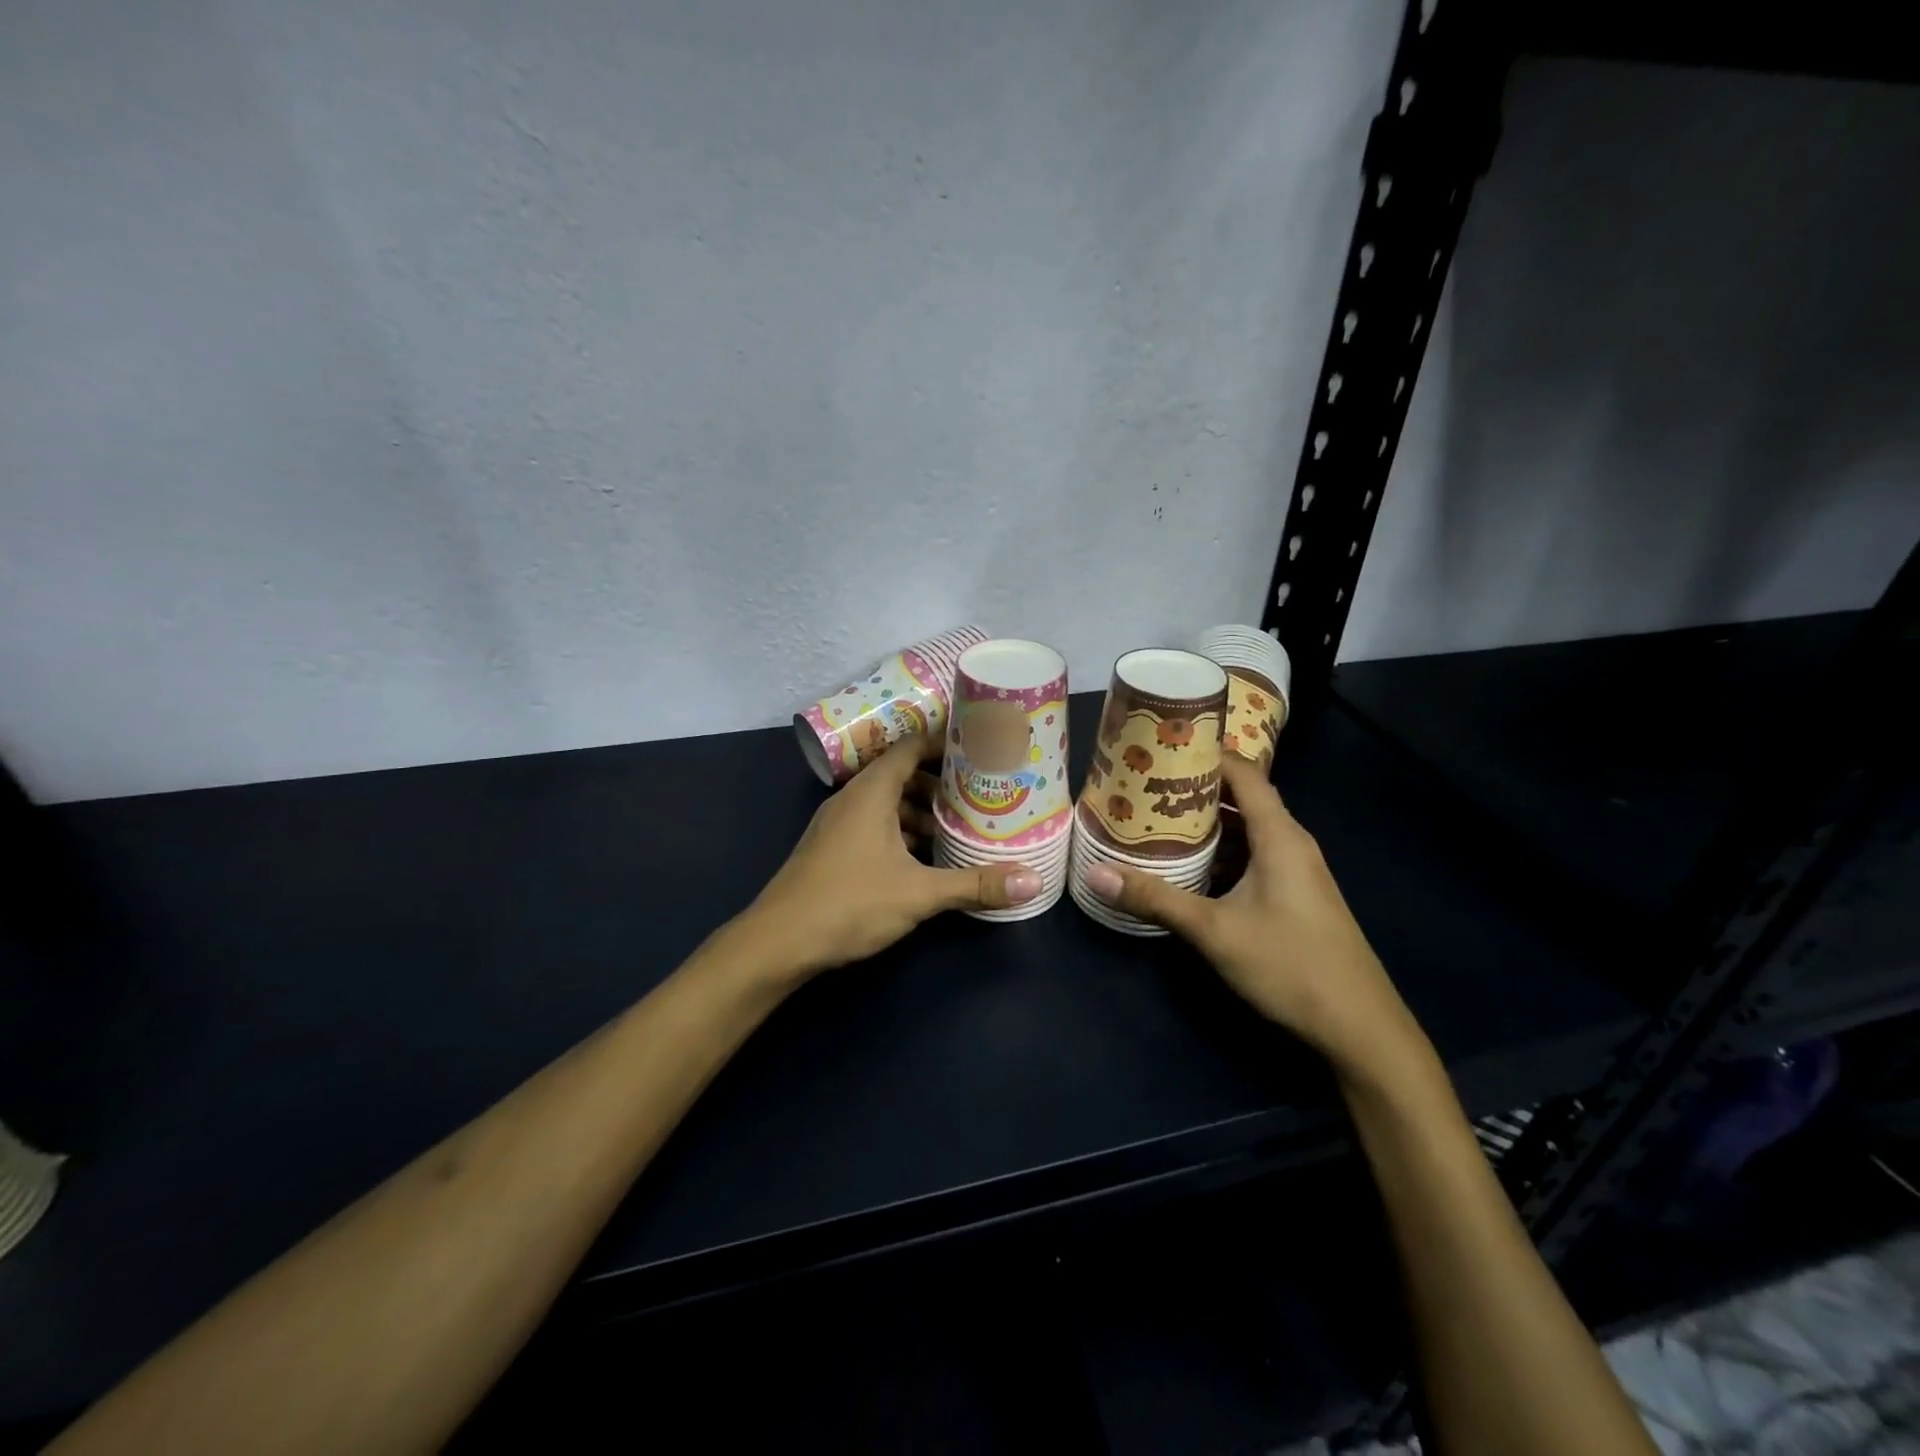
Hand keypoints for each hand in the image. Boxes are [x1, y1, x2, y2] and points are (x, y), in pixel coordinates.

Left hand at [741, 736, 1040, 979]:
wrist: (777, 943)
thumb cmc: (849, 903)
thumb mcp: (919, 894)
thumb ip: (975, 885)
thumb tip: (1032, 881)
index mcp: (870, 792)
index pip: (911, 747)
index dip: (944, 743)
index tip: (979, 748)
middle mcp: (851, 799)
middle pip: (901, 775)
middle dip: (939, 782)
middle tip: (978, 792)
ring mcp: (837, 825)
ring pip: (886, 804)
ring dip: (919, 812)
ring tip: (957, 827)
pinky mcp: (832, 849)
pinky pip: (872, 826)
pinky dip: (900, 832)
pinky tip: (922, 858)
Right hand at [1083, 756, 1421, 1073]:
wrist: (1361, 1028)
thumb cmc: (1291, 966)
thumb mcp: (1214, 931)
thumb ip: (1155, 899)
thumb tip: (1096, 872)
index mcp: (1279, 835)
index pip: (1242, 772)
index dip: (1205, 752)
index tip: (1160, 743)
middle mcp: (1290, 843)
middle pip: (1241, 797)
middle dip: (1194, 787)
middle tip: (1143, 782)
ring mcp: (1295, 870)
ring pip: (1245, 830)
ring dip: (1205, 822)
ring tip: (1155, 817)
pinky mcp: (1293, 895)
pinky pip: (1251, 855)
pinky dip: (1220, 851)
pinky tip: (1188, 865)